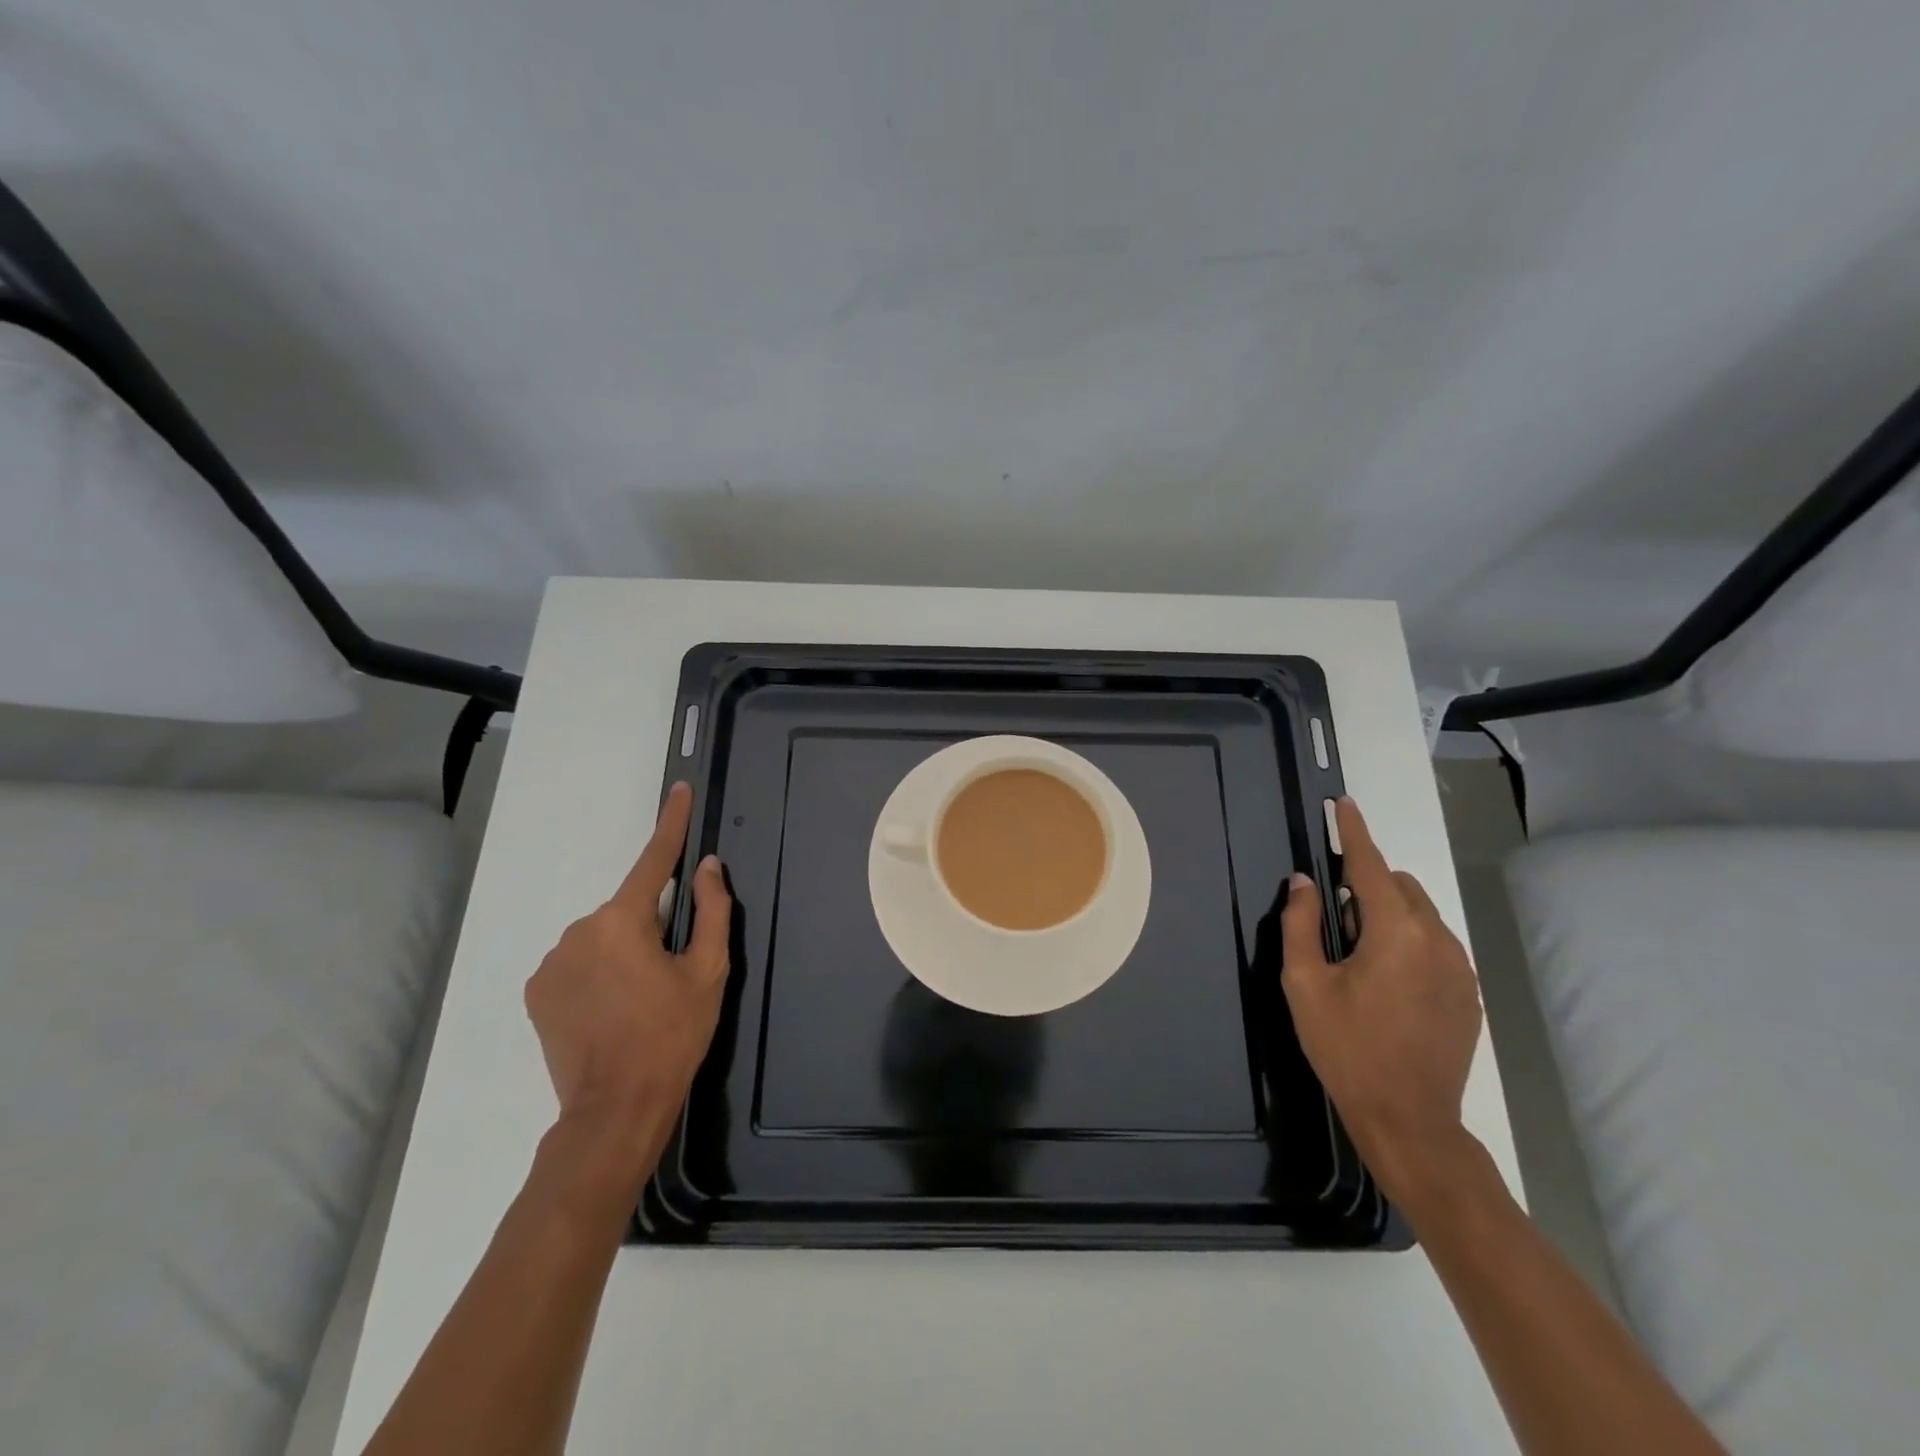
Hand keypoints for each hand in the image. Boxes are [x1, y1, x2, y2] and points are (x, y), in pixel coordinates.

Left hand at [523, 782, 731, 1186]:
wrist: (614, 1109)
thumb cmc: (671, 1036)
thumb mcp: (708, 972)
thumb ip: (712, 911)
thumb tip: (707, 867)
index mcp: (622, 921)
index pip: (653, 860)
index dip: (671, 824)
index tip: (679, 791)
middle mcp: (579, 930)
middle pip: (628, 909)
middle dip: (651, 925)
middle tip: (670, 973)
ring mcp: (551, 961)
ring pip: (602, 936)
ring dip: (624, 950)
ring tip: (639, 1000)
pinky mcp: (537, 990)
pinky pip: (578, 961)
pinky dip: (598, 971)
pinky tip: (611, 1009)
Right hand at [1280, 797, 1483, 1206]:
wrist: (1409, 1119)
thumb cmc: (1346, 1048)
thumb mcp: (1305, 984)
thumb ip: (1301, 923)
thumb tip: (1303, 882)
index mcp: (1395, 933)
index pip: (1371, 865)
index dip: (1353, 832)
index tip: (1343, 804)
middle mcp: (1437, 940)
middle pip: (1401, 886)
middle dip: (1368, 884)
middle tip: (1334, 920)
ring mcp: (1461, 968)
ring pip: (1421, 914)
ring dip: (1388, 913)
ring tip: (1357, 957)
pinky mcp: (1469, 993)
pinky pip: (1435, 944)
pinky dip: (1408, 940)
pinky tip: (1386, 982)